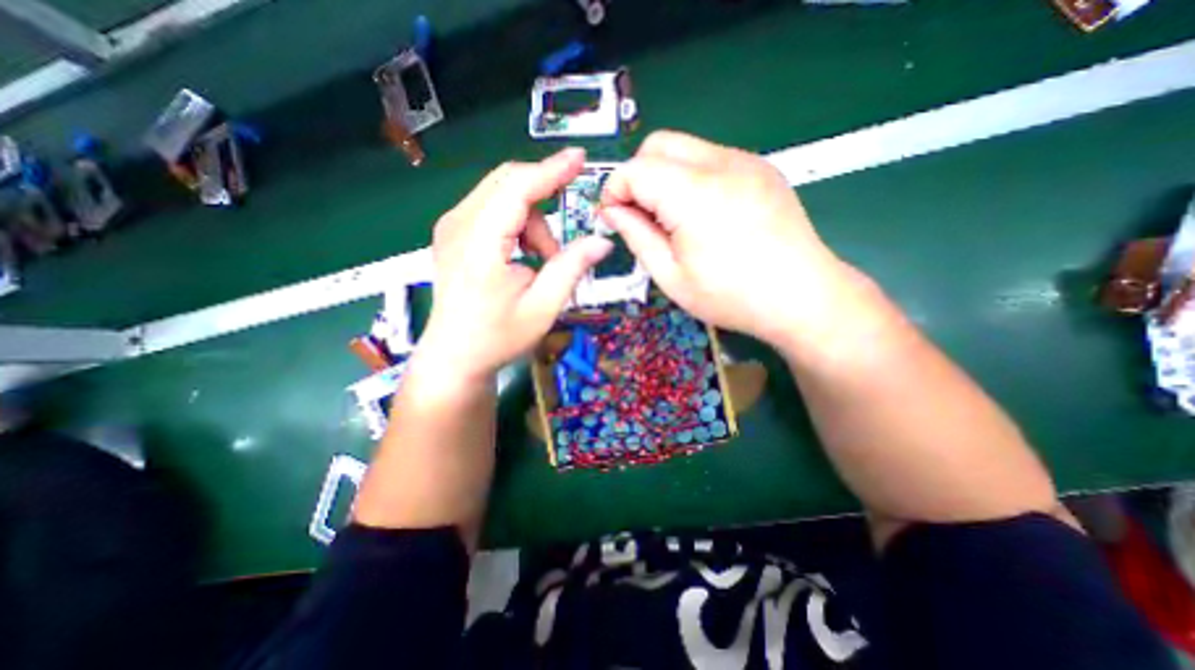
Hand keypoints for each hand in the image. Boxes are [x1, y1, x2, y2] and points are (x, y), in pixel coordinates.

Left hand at [416, 148, 610, 385]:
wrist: (455, 357)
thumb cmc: (498, 337)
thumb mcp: (543, 307)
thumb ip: (572, 268)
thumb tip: (602, 241)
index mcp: (480, 243)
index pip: (518, 188)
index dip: (551, 170)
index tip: (580, 158)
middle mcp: (458, 224)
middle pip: (508, 183)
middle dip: (544, 204)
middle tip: (559, 244)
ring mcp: (451, 227)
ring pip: (502, 196)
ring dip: (532, 222)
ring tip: (541, 262)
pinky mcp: (452, 233)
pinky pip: (492, 209)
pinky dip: (517, 225)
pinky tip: (522, 257)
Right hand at [602, 127, 864, 344]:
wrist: (802, 296)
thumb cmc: (731, 296)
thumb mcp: (671, 277)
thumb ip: (636, 237)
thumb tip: (612, 212)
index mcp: (694, 194)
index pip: (635, 169)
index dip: (615, 191)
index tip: (614, 218)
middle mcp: (721, 163)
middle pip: (659, 144)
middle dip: (638, 175)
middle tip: (642, 216)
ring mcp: (746, 161)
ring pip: (685, 147)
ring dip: (666, 176)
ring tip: (675, 219)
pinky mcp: (762, 168)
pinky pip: (712, 158)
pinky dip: (693, 178)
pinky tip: (705, 213)